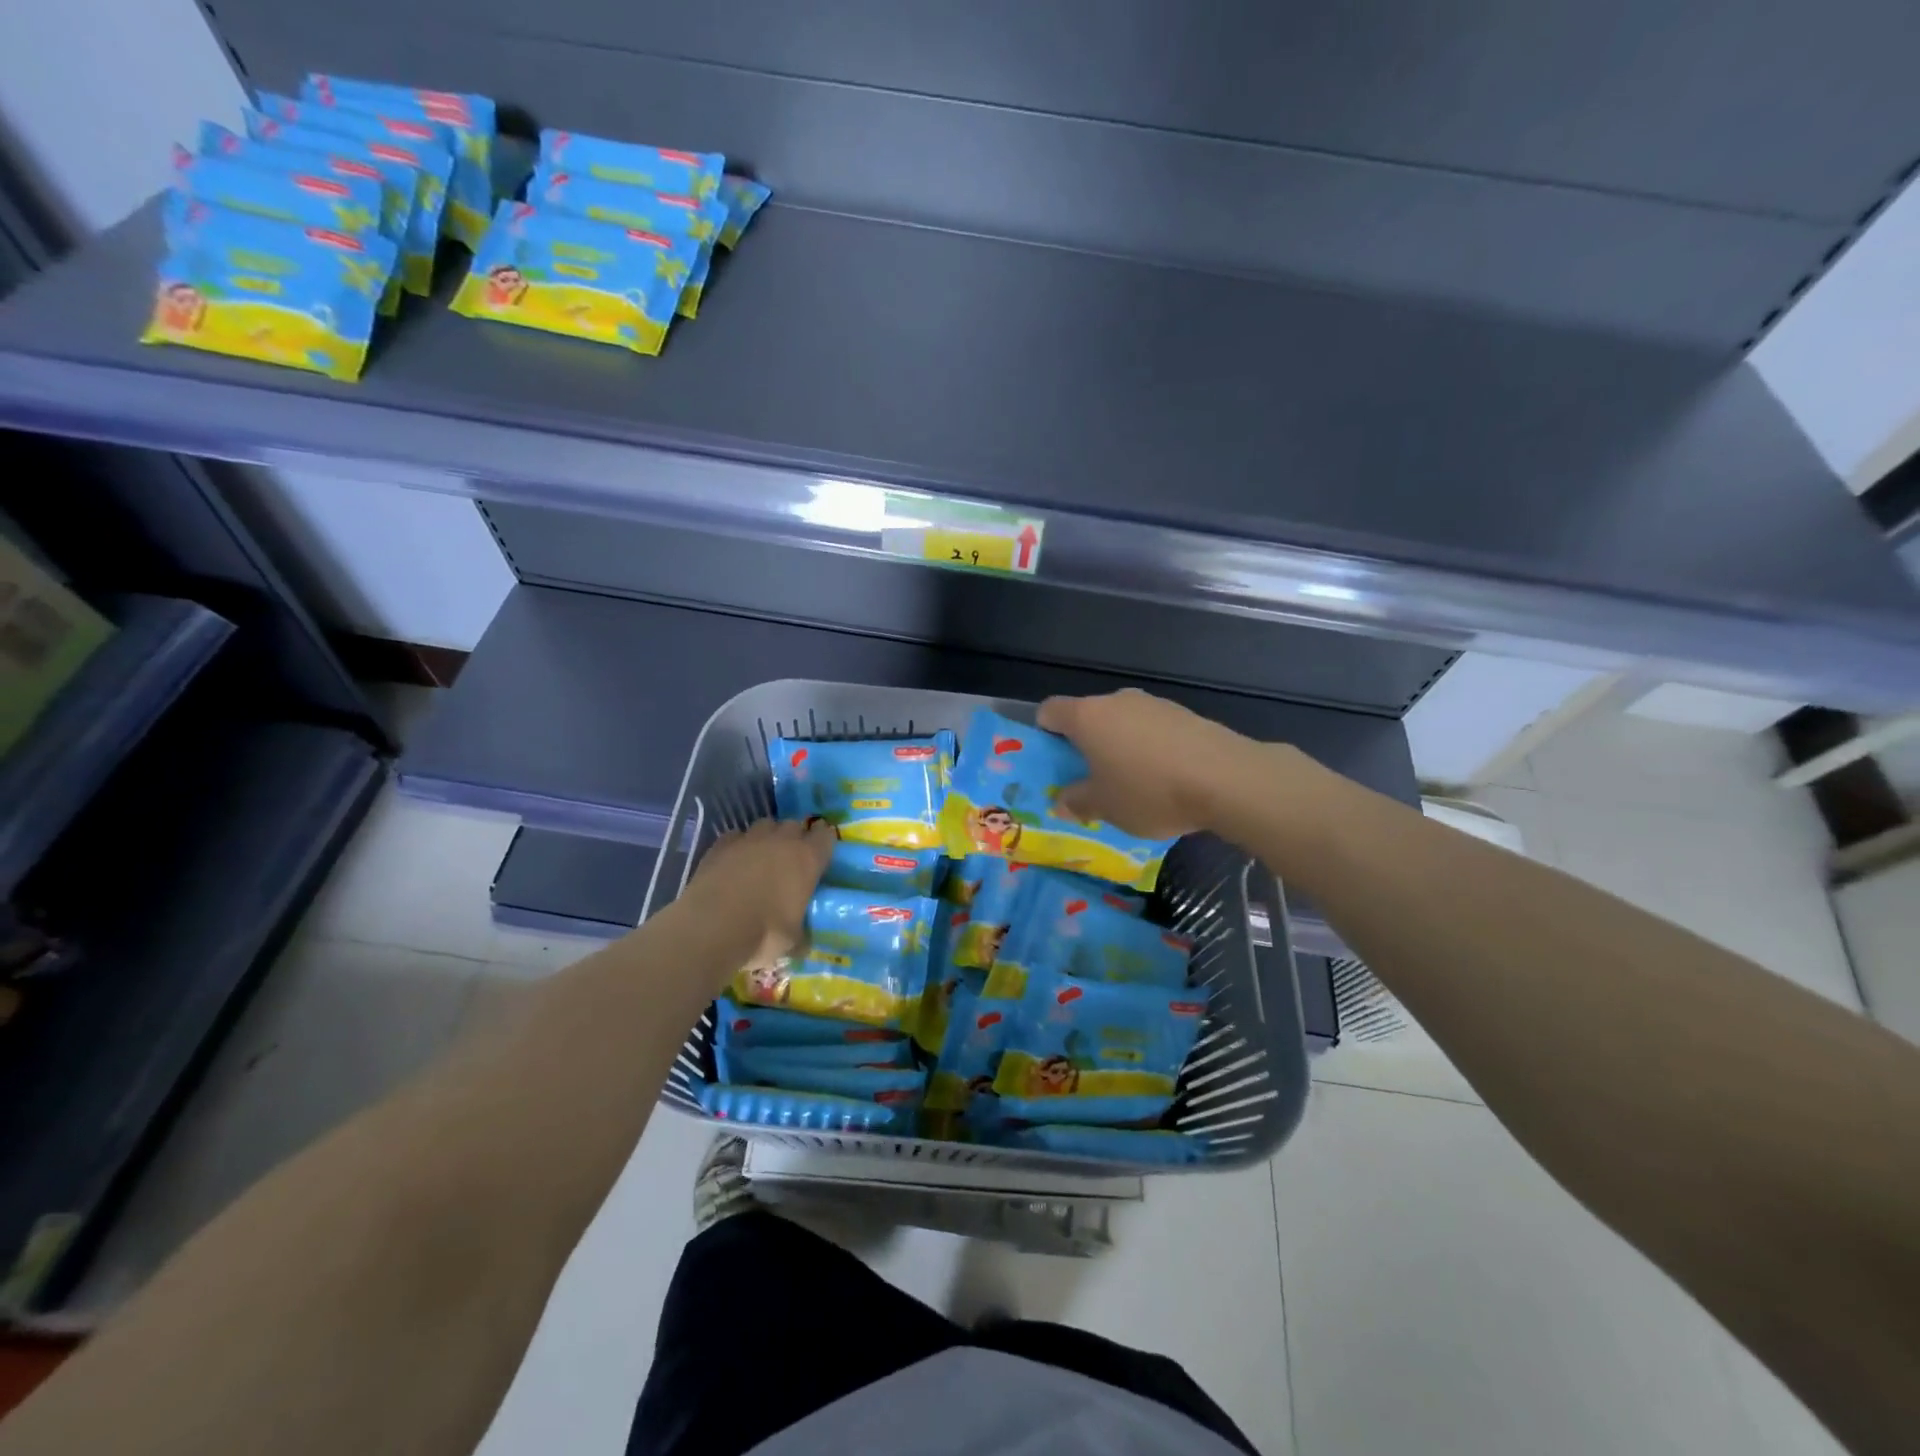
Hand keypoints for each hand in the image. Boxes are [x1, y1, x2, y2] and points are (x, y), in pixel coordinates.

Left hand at [685, 818, 835, 975]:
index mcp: (807, 859)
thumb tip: (803, 945)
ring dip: (768, 837)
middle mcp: (782, 840)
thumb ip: (801, 935)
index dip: (824, 843)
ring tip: (762, 858)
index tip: (821, 855)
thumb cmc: (763, 933)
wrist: (711, 927)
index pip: (825, 835)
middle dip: (796, 837)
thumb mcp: (792, 941)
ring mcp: (749, 839)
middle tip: (791, 860)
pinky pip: (736, 837)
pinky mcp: (721, 845)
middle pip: (795, 825)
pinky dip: (739, 846)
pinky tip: (734, 863)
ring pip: (766, 825)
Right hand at [1036, 689, 1259, 839]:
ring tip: (1133, 784)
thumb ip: (1077, 802)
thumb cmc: (1150, 791)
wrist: (1227, 779)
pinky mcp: (1185, 714)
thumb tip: (1062, 801)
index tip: (1053, 761)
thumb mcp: (1104, 808)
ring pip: (1123, 723)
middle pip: (1088, 716)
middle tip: (1091, 780)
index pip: (1050, 711)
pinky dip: (1151, 749)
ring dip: (1120, 746)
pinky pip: (1153, 730)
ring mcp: (1154, 704)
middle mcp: (1117, 701)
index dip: (1044, 733)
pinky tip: (1166, 778)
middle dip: (1085, 744)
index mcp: (1087, 717)